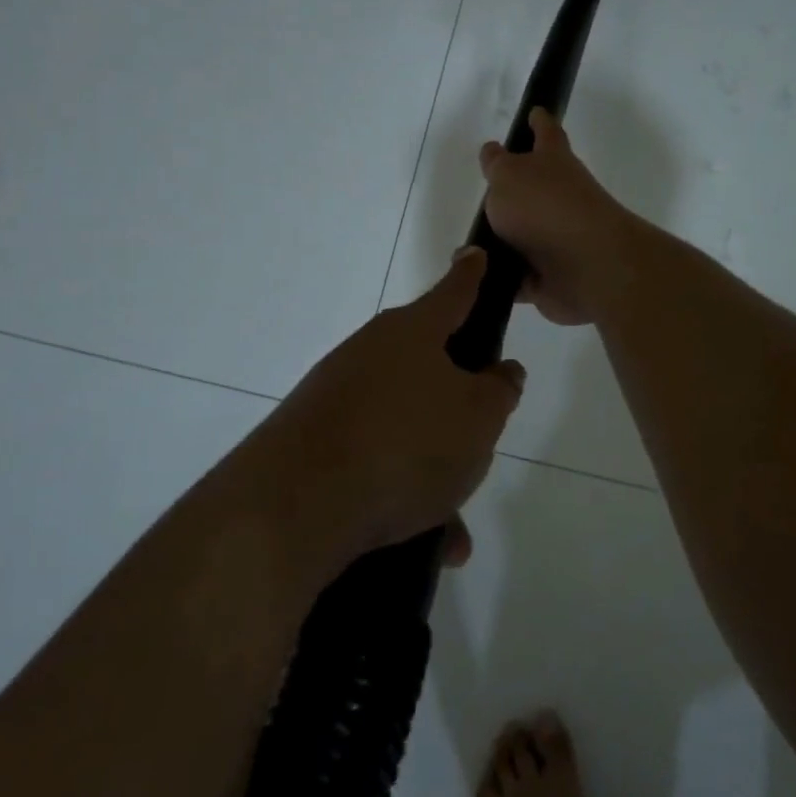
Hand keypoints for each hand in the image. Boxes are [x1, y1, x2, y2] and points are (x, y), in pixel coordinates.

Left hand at [250, 250, 525, 572]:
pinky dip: (401, 493)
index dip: (472, 275)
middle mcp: (370, 353)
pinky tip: (426, 541)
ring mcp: (336, 396)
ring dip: (432, 467)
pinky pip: (374, 461)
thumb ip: (498, 391)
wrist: (295, 506)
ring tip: (453, 521)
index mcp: (412, 332)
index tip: (475, 255)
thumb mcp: (478, 418)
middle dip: (456, 403)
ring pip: (404, 425)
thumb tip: (500, 372)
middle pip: (427, 366)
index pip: (454, 292)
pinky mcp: (312, 440)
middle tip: (477, 437)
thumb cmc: (405, 444)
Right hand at [480, 109, 636, 326]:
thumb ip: (497, 164)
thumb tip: (493, 152)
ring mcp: (556, 238)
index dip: (538, 121)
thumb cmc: (545, 207)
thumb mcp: (508, 175)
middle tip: (485, 192)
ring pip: (522, 235)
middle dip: (513, 190)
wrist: (587, 266)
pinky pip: (517, 276)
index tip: (535, 111)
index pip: (546, 132)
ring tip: (470, 245)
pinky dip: (500, 278)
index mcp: (553, 162)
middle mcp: (558, 197)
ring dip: (500, 241)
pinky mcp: (549, 276)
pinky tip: (477, 278)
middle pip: (533, 188)